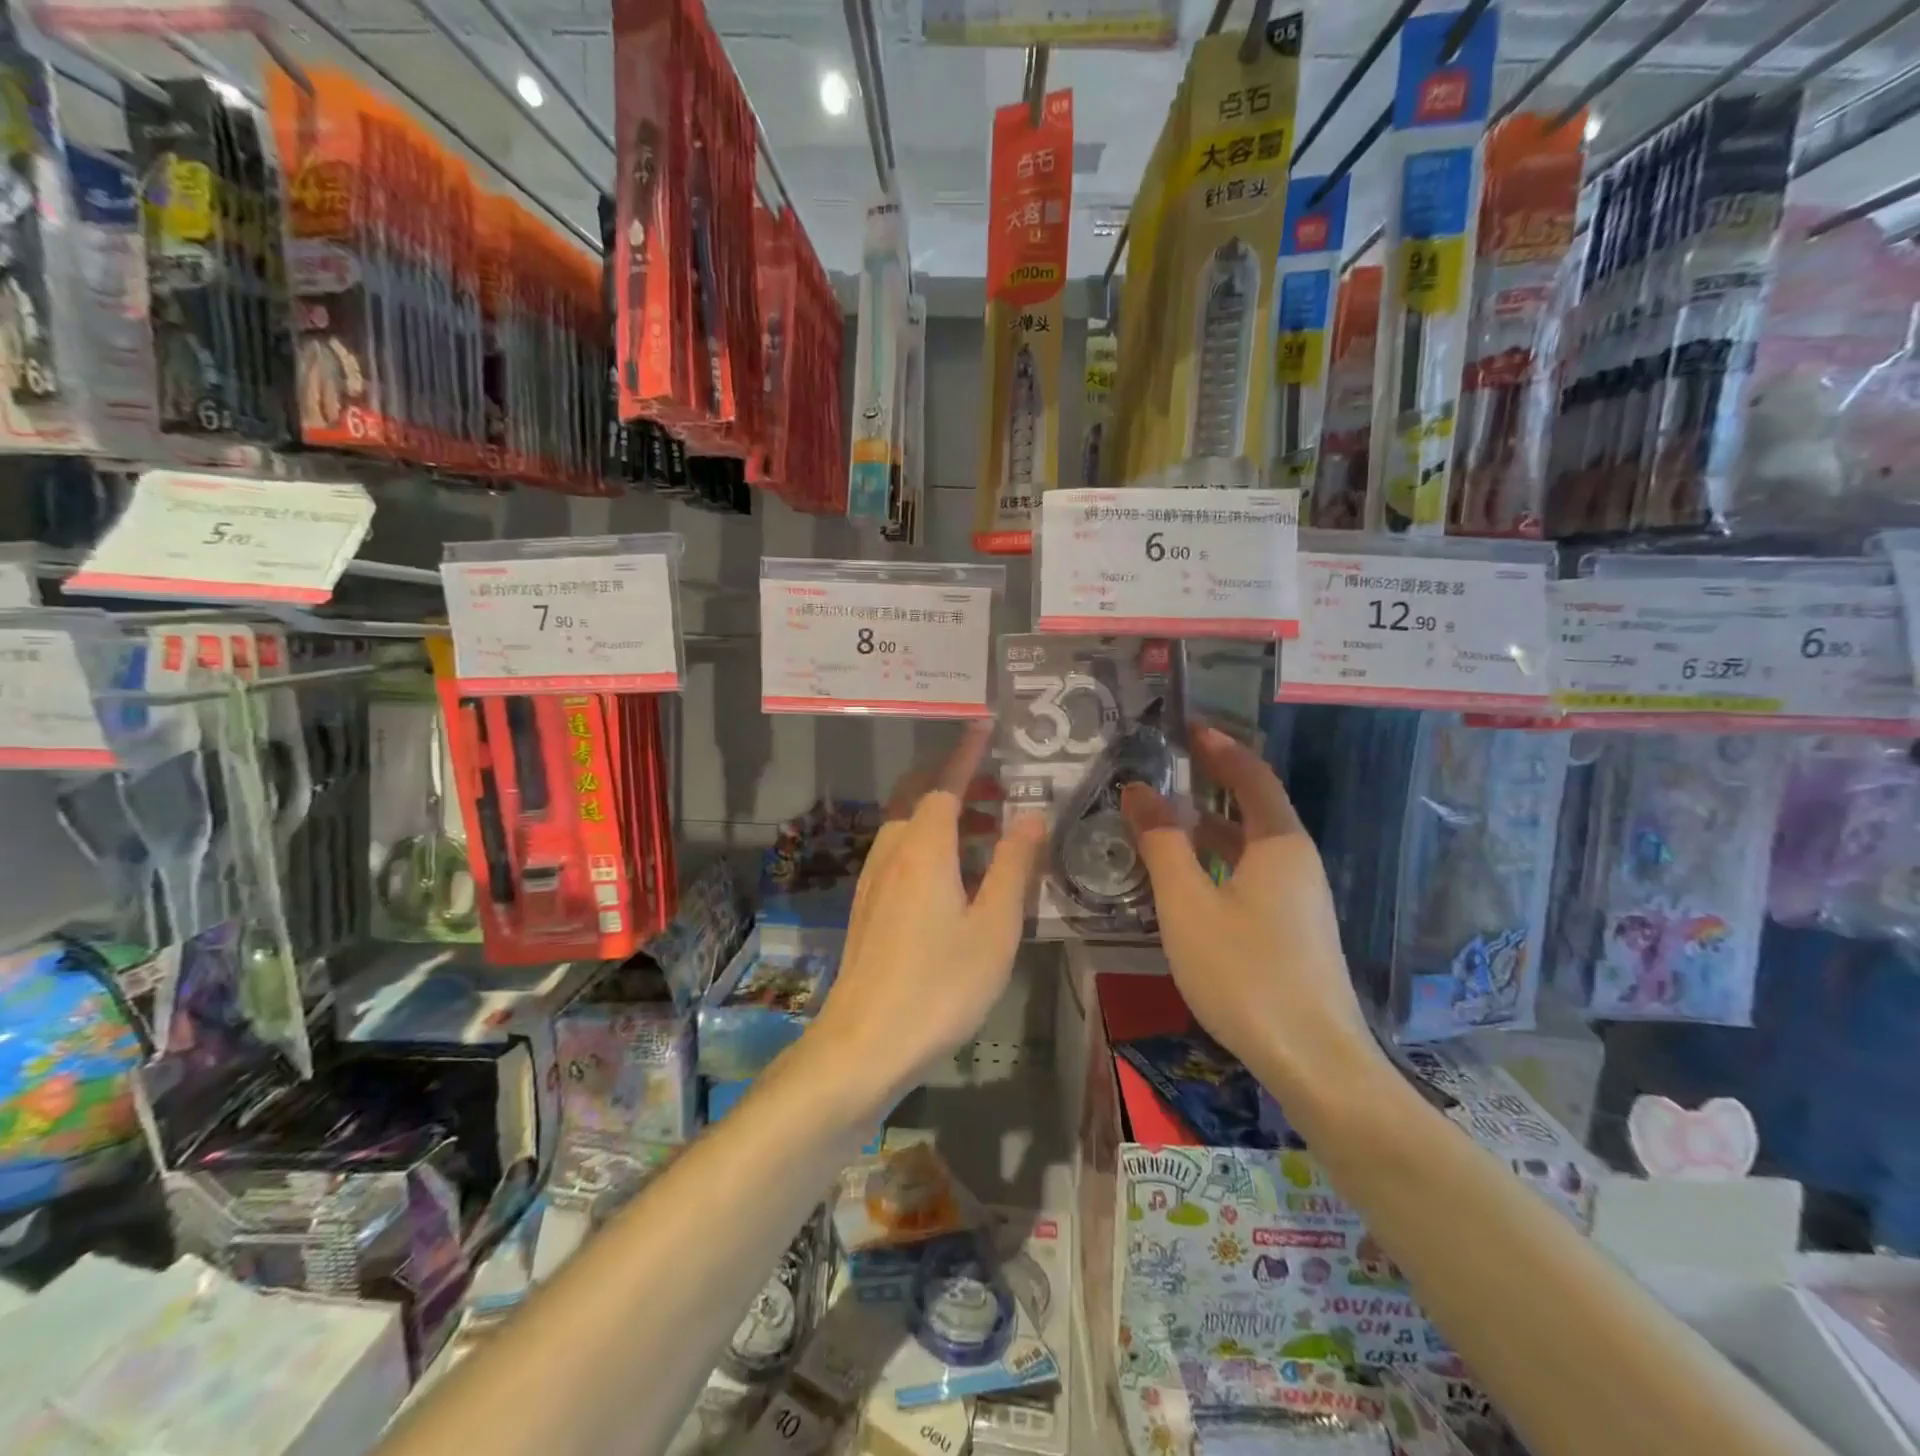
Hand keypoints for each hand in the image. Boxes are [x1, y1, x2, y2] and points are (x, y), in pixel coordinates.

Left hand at [809, 723, 1045, 1103]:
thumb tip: (1033, 817)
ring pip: (909, 826)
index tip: (983, 724)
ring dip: (945, 815)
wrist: (865, 1043)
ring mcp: (874, 880)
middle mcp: (893, 852)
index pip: (945, 783)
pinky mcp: (869, 906)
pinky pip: (901, 852)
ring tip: (990, 832)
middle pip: (920, 797)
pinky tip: (955, 875)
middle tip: (999, 789)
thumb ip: (1015, 867)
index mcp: (925, 848)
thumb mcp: (994, 927)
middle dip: (956, 782)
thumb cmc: (940, 985)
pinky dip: (930, 842)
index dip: (967, 754)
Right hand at [1121, 724, 1373, 1086]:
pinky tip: (1186, 881)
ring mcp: (1300, 899)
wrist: (1314, 1062)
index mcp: (1279, 844)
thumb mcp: (1188, 904)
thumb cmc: (1245, 972)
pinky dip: (1217, 862)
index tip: (1185, 727)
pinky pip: (1251, 875)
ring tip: (1162, 822)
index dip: (1219, 748)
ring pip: (1249, 846)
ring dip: (1208, 828)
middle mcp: (1297, 862)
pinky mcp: (1294, 930)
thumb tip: (1138, 790)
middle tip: (1163, 771)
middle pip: (1253, 807)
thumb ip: (1162, 843)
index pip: (1251, 775)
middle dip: (1209, 784)